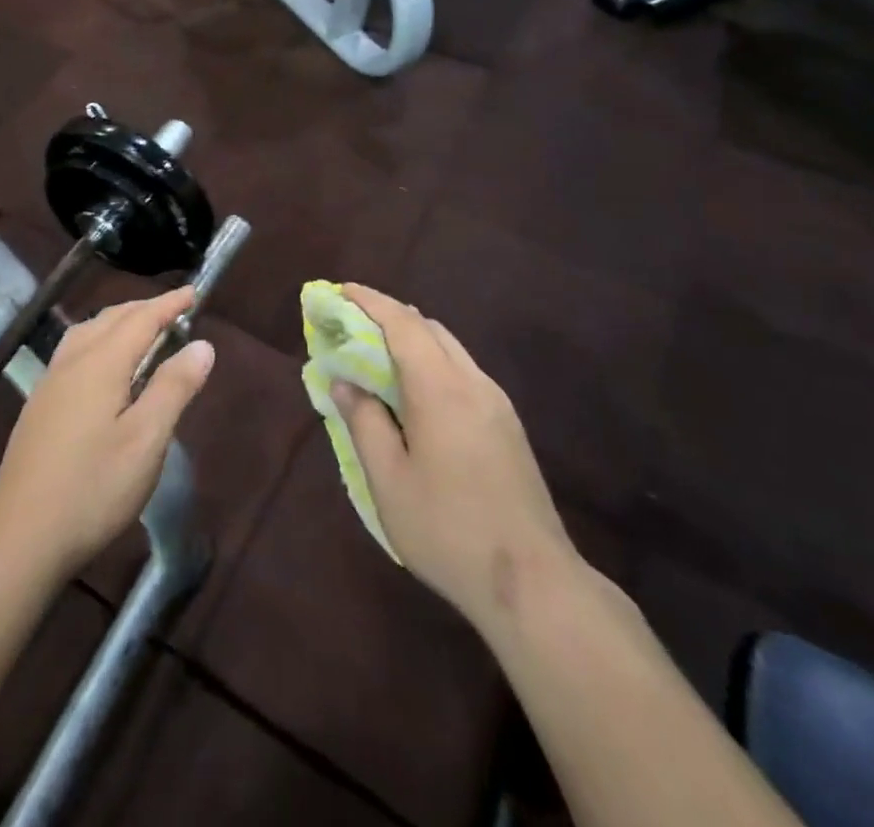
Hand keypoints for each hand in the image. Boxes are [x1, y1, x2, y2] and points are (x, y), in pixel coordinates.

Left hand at [0, 288, 214, 578]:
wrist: (21, 534)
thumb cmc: (93, 487)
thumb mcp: (146, 440)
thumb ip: (174, 388)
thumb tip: (201, 345)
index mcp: (100, 364)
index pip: (141, 320)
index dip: (169, 304)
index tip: (193, 293)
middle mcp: (72, 362)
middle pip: (111, 319)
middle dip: (144, 309)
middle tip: (174, 310)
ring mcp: (50, 383)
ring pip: (87, 332)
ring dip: (118, 322)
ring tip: (141, 329)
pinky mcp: (40, 405)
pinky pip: (74, 350)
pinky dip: (99, 339)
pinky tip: (102, 365)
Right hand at [331, 285, 577, 635]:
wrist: (533, 583)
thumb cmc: (448, 529)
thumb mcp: (389, 480)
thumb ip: (364, 422)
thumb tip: (345, 383)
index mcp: (440, 388)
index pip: (402, 323)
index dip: (369, 301)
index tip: (340, 290)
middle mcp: (472, 382)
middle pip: (429, 328)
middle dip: (389, 317)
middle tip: (352, 326)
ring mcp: (497, 403)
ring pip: (450, 348)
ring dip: (413, 339)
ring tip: (379, 357)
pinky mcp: (509, 425)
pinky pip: (463, 372)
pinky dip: (432, 362)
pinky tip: (416, 393)